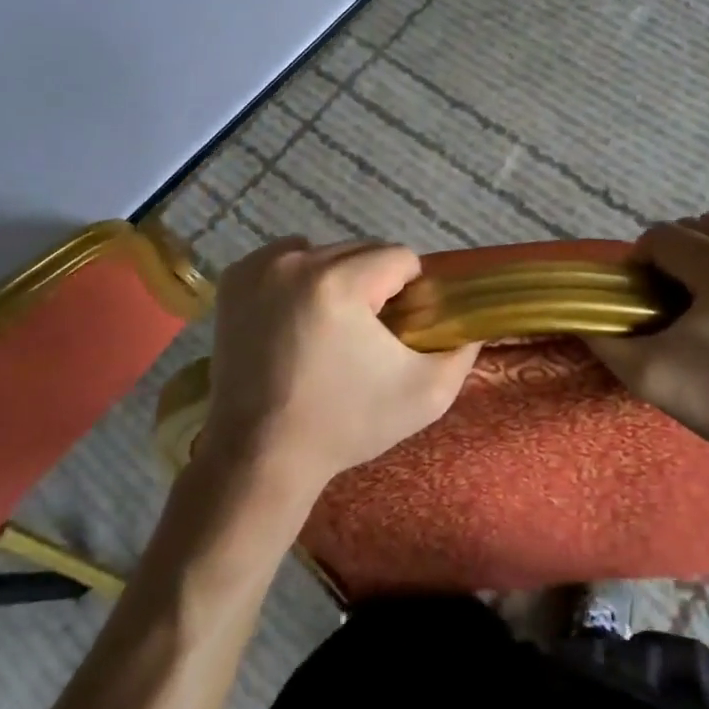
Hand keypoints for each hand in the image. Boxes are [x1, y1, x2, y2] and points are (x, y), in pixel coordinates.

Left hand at [197, 238, 480, 498]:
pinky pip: (285, 258)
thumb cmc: (345, 425)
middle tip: (367, 334)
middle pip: (361, 250)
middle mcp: (296, 261)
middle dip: (373, 284)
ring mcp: (259, 267)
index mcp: (341, 282)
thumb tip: (474, 324)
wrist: (260, 458)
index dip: (411, 291)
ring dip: (338, 277)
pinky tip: (299, 316)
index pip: (399, 257)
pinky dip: (299, 277)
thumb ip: (462, 351)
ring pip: (325, 252)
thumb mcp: (425, 395)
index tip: (399, 328)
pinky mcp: (234, 280)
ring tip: (331, 327)